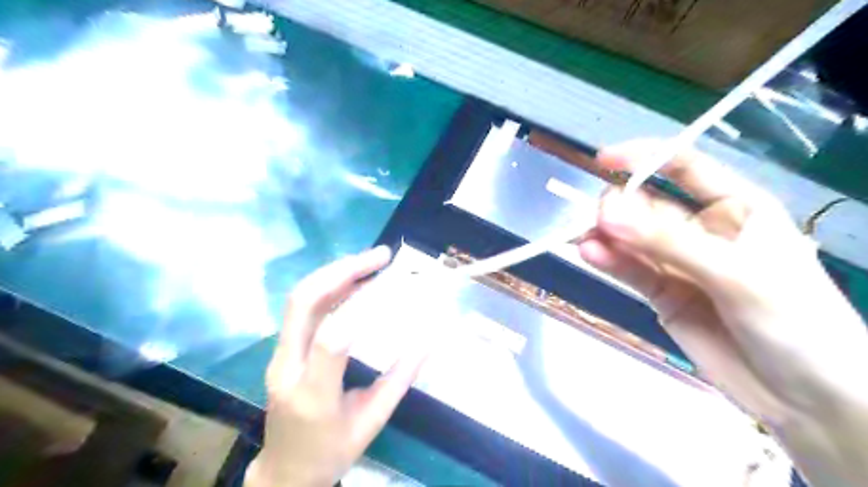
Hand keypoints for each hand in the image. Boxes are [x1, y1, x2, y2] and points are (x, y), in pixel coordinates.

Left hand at [247, 248, 426, 486]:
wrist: (284, 471)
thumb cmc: (331, 451)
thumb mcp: (372, 422)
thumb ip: (400, 379)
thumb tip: (428, 339)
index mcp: (313, 395)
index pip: (330, 342)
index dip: (361, 309)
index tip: (393, 288)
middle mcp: (287, 367)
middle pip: (303, 304)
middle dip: (342, 271)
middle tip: (380, 256)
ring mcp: (278, 355)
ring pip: (299, 299)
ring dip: (336, 273)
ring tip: (372, 262)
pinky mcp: (281, 349)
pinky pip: (303, 308)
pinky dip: (330, 287)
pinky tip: (354, 281)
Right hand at [575, 139, 867, 485]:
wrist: (805, 398)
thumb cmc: (795, 322)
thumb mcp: (736, 274)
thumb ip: (668, 243)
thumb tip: (607, 213)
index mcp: (736, 208)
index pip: (685, 167)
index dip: (645, 158)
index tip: (603, 159)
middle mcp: (702, 229)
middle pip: (648, 205)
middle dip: (620, 208)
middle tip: (600, 220)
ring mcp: (677, 262)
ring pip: (632, 239)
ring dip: (607, 236)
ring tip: (584, 240)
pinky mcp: (660, 292)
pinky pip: (629, 269)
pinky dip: (608, 261)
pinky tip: (589, 254)